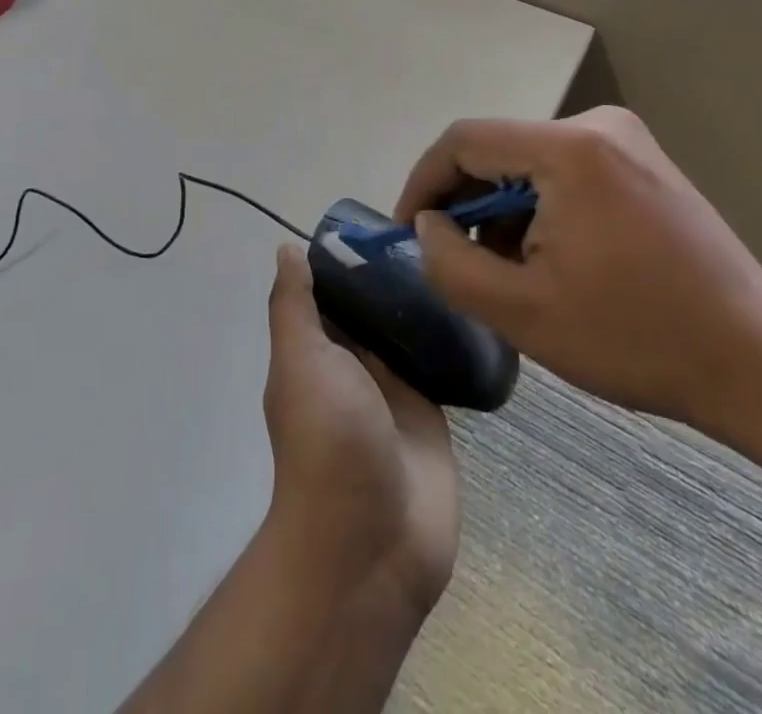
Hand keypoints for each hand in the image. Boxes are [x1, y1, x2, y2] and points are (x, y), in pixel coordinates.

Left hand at [262, 245, 459, 616]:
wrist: (374, 542)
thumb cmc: (329, 440)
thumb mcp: (300, 362)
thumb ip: (294, 307)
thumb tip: (287, 249)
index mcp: (315, 349)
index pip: (328, 289)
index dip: (345, 254)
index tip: (378, 218)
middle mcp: (351, 363)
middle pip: (370, 305)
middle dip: (391, 272)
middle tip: (432, 229)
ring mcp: (392, 387)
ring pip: (406, 329)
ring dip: (423, 301)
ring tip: (457, 253)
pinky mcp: (430, 410)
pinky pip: (439, 362)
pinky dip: (450, 336)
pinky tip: (474, 300)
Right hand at [394, 107, 761, 441]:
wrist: (757, 362)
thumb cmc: (634, 338)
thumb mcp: (520, 312)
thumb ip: (448, 262)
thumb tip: (428, 224)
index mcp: (569, 149)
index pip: (464, 141)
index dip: (424, 183)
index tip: (409, 232)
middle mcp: (597, 125)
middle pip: (498, 149)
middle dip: (466, 204)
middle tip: (458, 260)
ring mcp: (625, 139)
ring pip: (527, 161)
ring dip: (503, 209)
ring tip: (510, 270)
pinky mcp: (641, 160)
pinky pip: (563, 169)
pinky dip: (539, 206)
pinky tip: (551, 256)